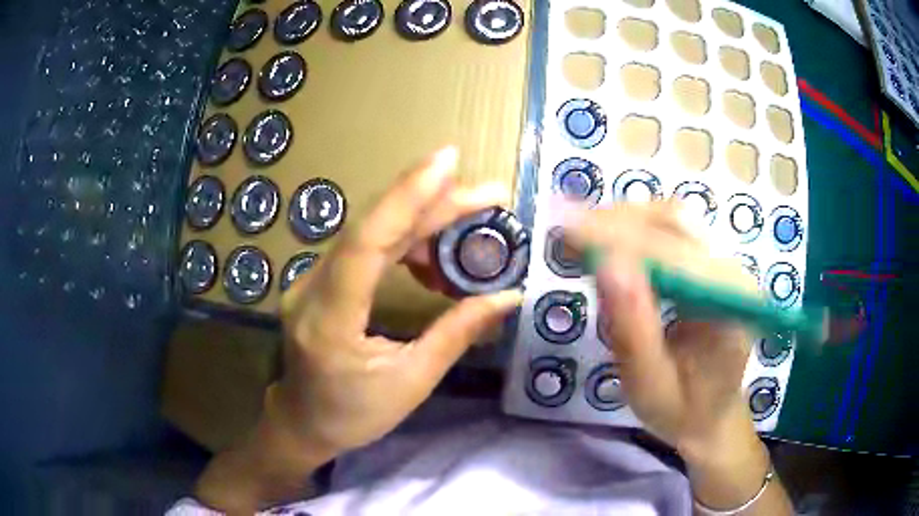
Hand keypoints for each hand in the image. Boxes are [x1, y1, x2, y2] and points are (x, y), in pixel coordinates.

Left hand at [273, 146, 521, 455]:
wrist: (302, 421)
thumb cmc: (354, 414)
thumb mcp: (411, 383)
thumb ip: (457, 334)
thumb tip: (508, 296)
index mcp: (330, 322)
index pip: (365, 244)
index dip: (406, 197)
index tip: (448, 163)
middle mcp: (311, 289)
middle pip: (374, 229)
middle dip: (433, 203)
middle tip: (488, 193)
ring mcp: (309, 280)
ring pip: (371, 233)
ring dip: (423, 220)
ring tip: (472, 223)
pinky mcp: (319, 280)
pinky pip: (365, 247)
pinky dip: (404, 242)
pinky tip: (433, 257)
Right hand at [564, 203, 755, 455]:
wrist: (712, 414)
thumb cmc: (683, 411)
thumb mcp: (651, 387)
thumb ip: (633, 332)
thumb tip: (605, 267)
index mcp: (729, 302)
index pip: (672, 254)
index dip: (618, 238)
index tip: (565, 231)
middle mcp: (732, 270)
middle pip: (674, 221)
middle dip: (616, 222)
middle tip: (565, 233)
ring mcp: (723, 261)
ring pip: (669, 218)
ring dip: (621, 222)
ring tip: (579, 237)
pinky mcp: (709, 263)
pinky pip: (669, 232)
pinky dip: (632, 231)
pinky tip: (606, 243)